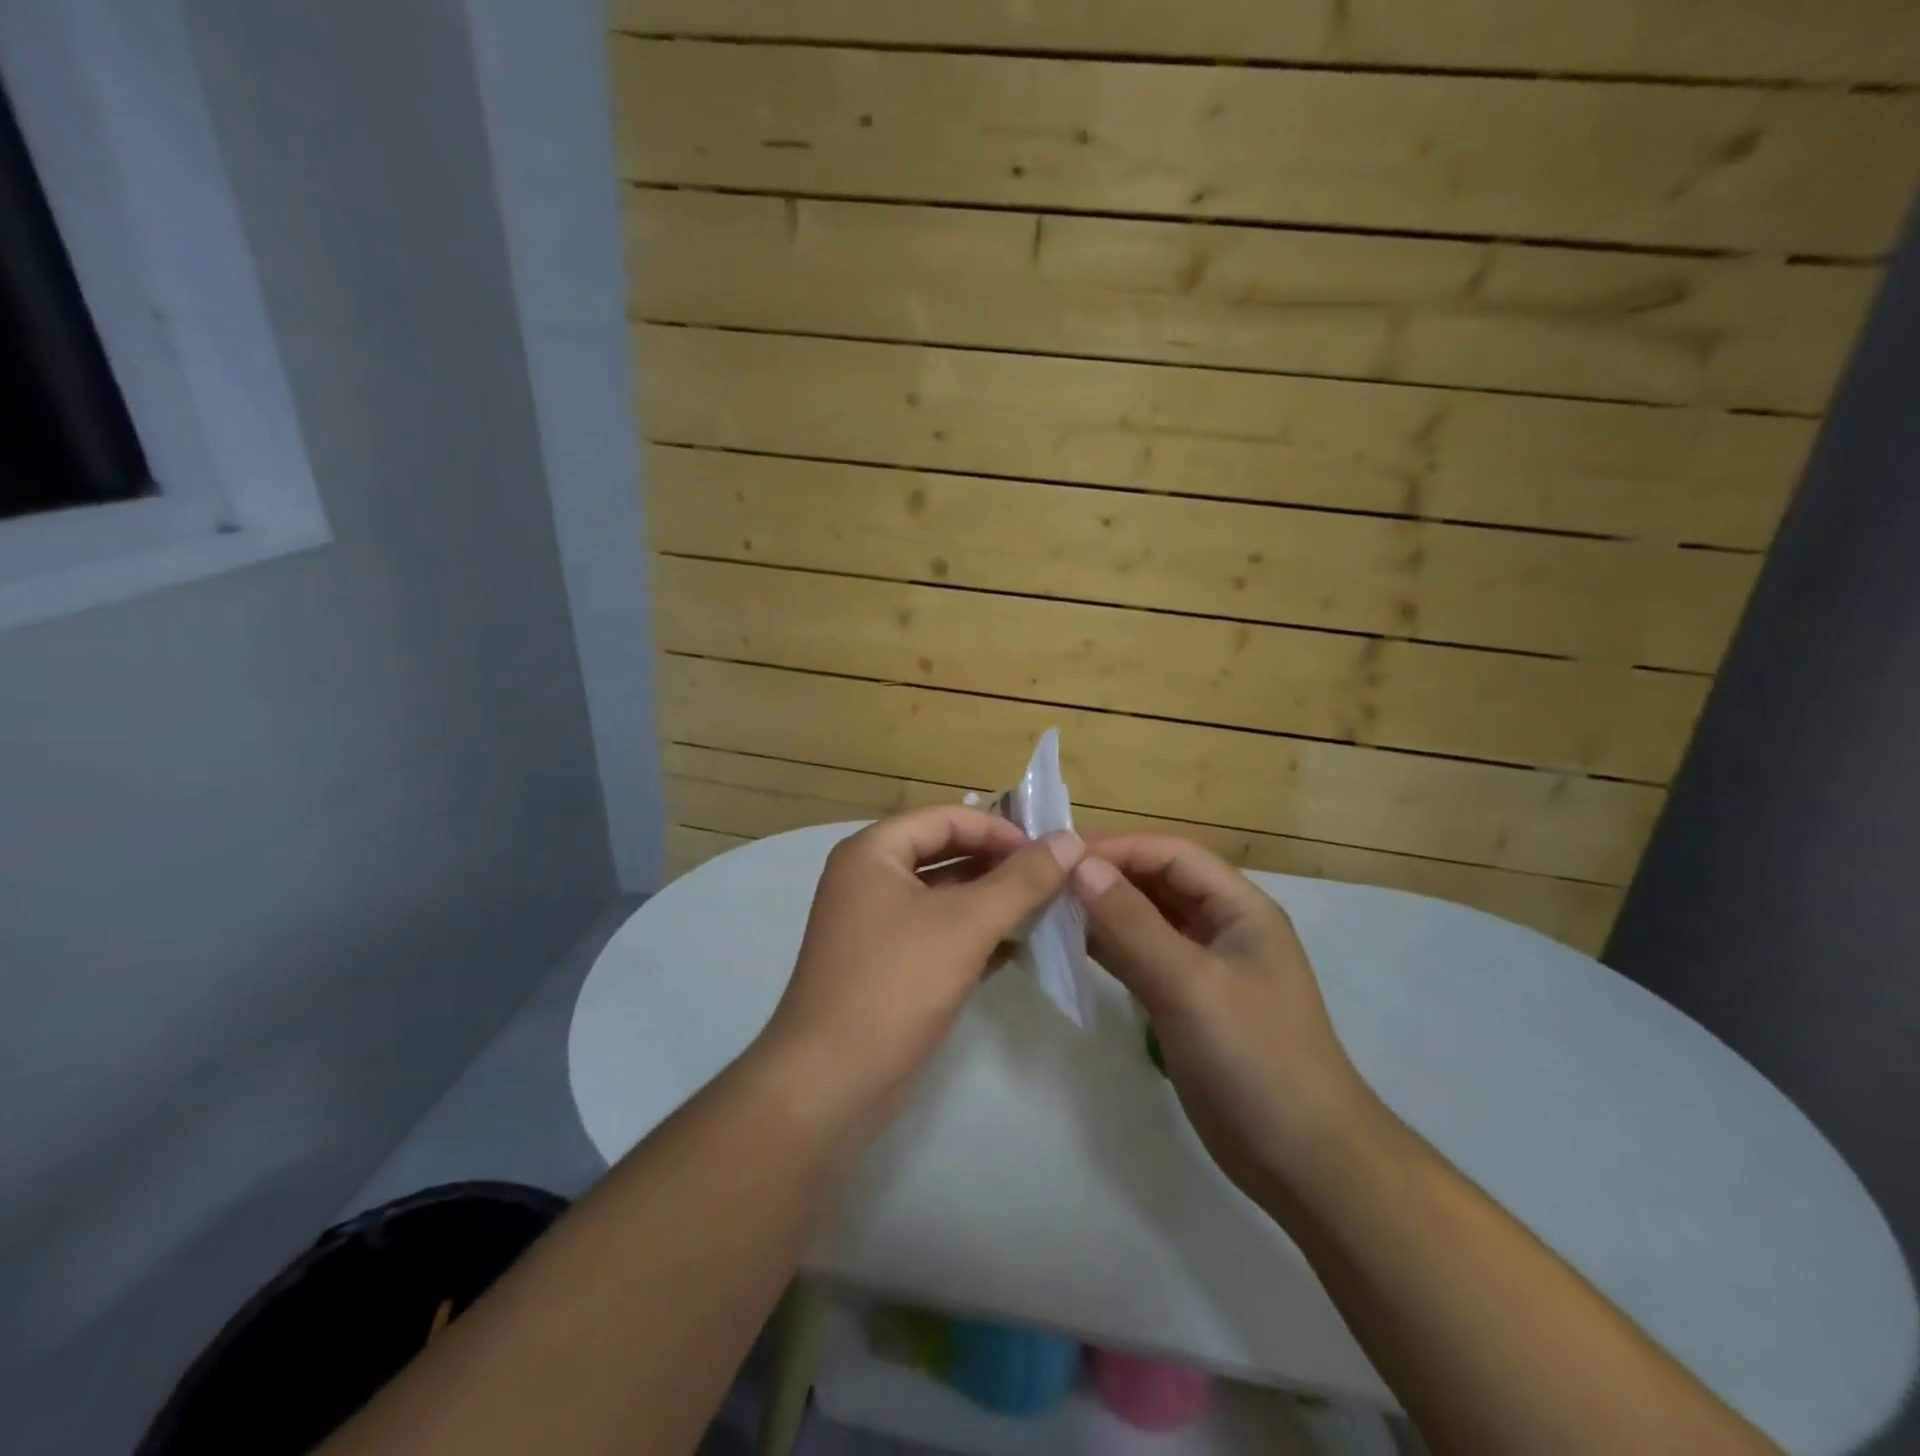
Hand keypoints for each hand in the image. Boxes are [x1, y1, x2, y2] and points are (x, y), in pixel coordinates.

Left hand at [760, 806, 1083, 1137]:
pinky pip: (938, 933)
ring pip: (944, 896)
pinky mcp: (888, 964)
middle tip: (1054, 878)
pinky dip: (975, 935)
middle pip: (945, 853)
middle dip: (999, 864)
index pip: (947, 818)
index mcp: (873, 852)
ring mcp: (876, 924)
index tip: (1048, 851)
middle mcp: (869, 879)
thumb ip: (1022, 880)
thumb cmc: (897, 983)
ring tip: (1045, 909)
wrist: (832, 1082)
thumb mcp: (966, 924)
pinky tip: (1016, 948)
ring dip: (992, 900)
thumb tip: (1070, 841)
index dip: (999, 828)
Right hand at [1072, 835, 1375, 1203]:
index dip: (1118, 847)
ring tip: (1045, 907)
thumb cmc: (1254, 1059)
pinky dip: (1104, 949)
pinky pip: (1137, 959)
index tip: (1061, 854)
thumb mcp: (1191, 985)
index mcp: (1238, 909)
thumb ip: (1133, 924)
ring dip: (1099, 912)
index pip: (1172, 855)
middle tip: (1044, 879)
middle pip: (1155, 883)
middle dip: (1104, 876)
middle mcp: (1219, 928)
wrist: (1302, 1162)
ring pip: (1142, 921)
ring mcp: (1200, 967)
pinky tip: (1066, 947)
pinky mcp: (1182, 1002)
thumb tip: (1080, 866)